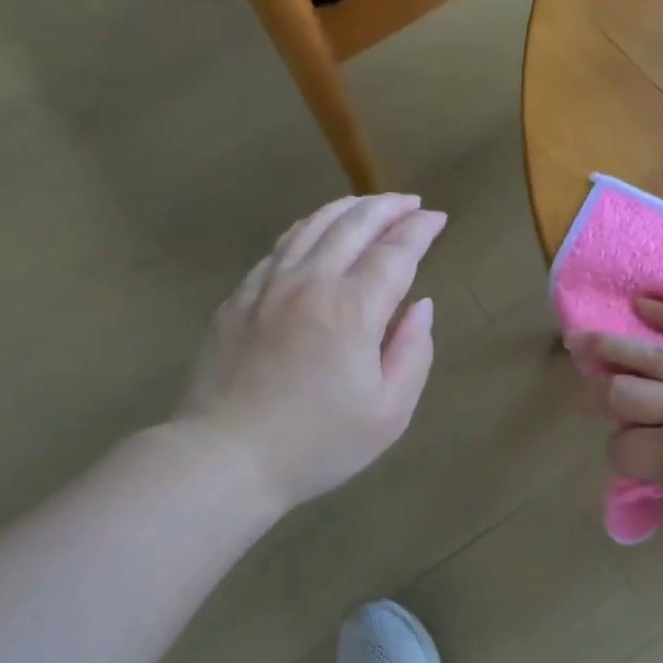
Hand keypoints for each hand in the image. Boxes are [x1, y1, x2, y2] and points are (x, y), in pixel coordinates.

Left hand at [173, 194, 445, 511]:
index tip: (437, 218)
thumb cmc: (318, 444)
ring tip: (368, 206)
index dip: (419, 230)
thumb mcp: (389, 412)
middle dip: (387, 207)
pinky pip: (279, 248)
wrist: (224, 459)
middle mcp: (310, 283)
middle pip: (352, 224)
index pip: (394, 252)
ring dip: (346, 208)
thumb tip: (422, 305)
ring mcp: (267, 287)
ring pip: (311, 226)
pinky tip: (315, 233)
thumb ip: (413, 352)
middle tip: (411, 203)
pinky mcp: (237, 299)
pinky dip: (307, 229)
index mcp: (352, 310)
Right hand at [569, 299, 662, 573]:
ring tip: (578, 339)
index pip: (623, 450)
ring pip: (651, 354)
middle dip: (598, 397)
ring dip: (609, 347)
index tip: (636, 472)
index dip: (618, 462)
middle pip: (624, 393)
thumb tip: (653, 500)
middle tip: (586, 395)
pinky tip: (643, 303)